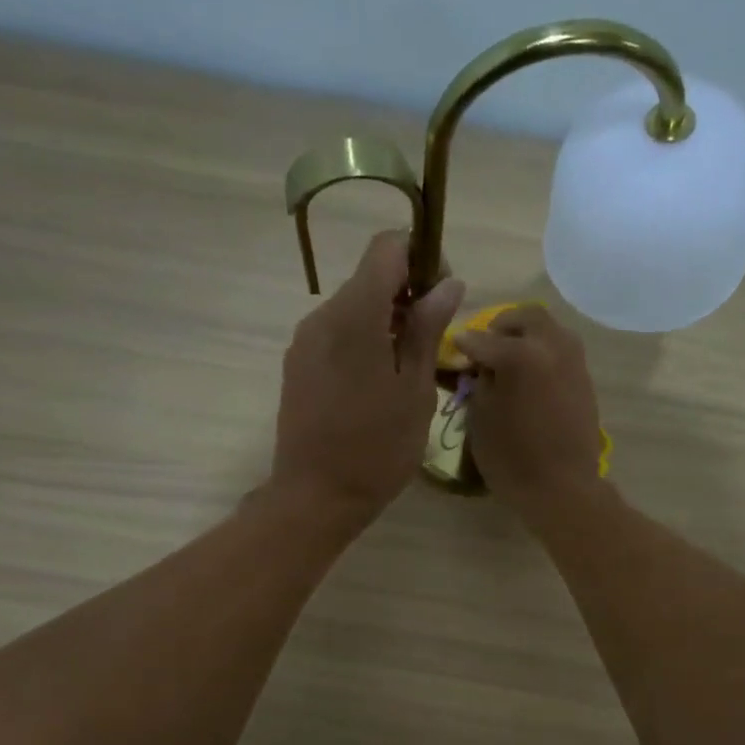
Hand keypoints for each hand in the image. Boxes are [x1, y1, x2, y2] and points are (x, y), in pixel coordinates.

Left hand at [271, 230, 464, 529]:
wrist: (315, 496)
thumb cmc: (377, 448)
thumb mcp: (415, 389)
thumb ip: (427, 329)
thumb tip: (447, 283)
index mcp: (354, 315)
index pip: (386, 248)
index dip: (420, 257)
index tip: (441, 294)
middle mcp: (322, 316)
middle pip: (368, 277)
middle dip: (406, 294)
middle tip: (433, 340)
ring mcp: (304, 341)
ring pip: (352, 307)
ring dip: (385, 320)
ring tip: (408, 368)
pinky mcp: (296, 365)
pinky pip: (335, 334)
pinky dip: (362, 341)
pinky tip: (377, 383)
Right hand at [456, 305, 605, 525]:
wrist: (562, 488)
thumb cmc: (511, 458)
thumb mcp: (480, 418)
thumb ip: (480, 381)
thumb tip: (483, 364)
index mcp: (521, 355)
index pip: (483, 338)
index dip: (465, 343)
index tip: (455, 346)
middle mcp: (552, 346)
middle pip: (527, 317)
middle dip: (504, 326)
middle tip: (488, 344)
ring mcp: (574, 361)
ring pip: (550, 330)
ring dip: (528, 336)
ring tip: (509, 359)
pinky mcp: (585, 379)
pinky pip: (561, 351)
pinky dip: (543, 353)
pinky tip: (529, 375)